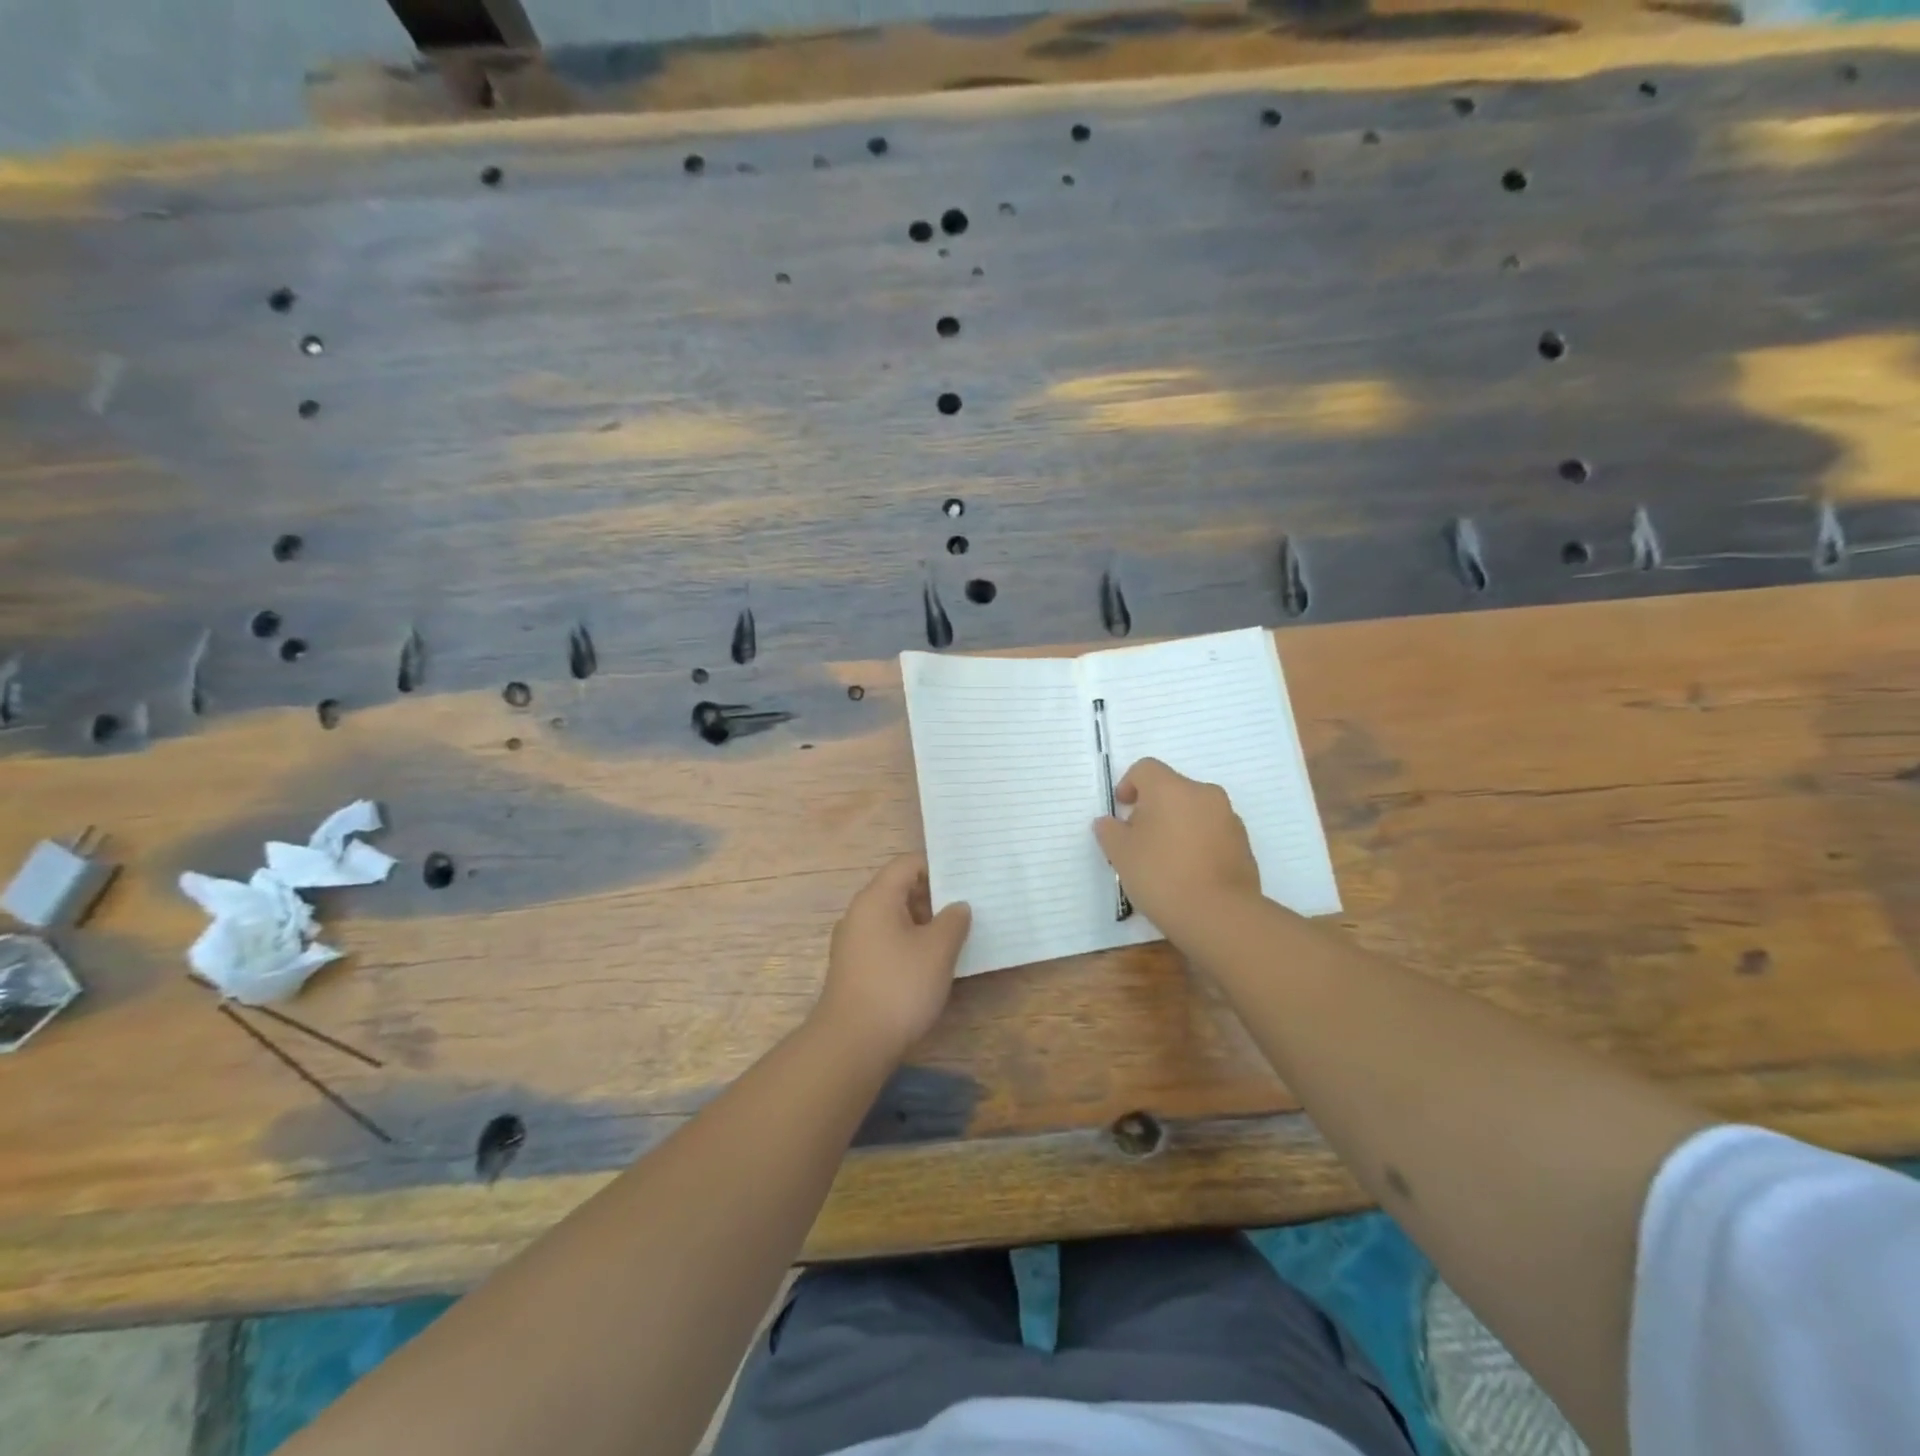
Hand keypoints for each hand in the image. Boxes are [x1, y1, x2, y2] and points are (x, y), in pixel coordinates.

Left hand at [814, 854, 971, 1063]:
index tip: (965, 882)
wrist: (852, 1044)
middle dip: (933, 898)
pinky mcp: (854, 968)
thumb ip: (953, 921)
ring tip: (955, 937)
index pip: (907, 864)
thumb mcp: (937, 950)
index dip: (937, 868)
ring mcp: (853, 942)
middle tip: (968, 909)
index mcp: (876, 898)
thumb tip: (957, 906)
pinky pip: (886, 942)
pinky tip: (930, 964)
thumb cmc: (898, 987)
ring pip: (893, 918)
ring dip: (923, 924)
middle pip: (899, 890)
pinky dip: (908, 944)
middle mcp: (859, 913)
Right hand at [1093, 758, 1262, 942]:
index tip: (1121, 811)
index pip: (1145, 769)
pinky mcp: (1243, 843)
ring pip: (1194, 810)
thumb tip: (1109, 822)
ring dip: (1177, 824)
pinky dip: (1197, 842)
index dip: (1128, 785)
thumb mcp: (1120, 854)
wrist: (1219, 915)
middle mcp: (1203, 794)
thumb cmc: (1161, 875)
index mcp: (1171, 788)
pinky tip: (1188, 872)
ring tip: (1164, 858)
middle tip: (1139, 838)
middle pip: (1172, 788)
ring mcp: (1228, 818)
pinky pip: (1212, 831)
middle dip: (1153, 807)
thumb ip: (1109, 831)